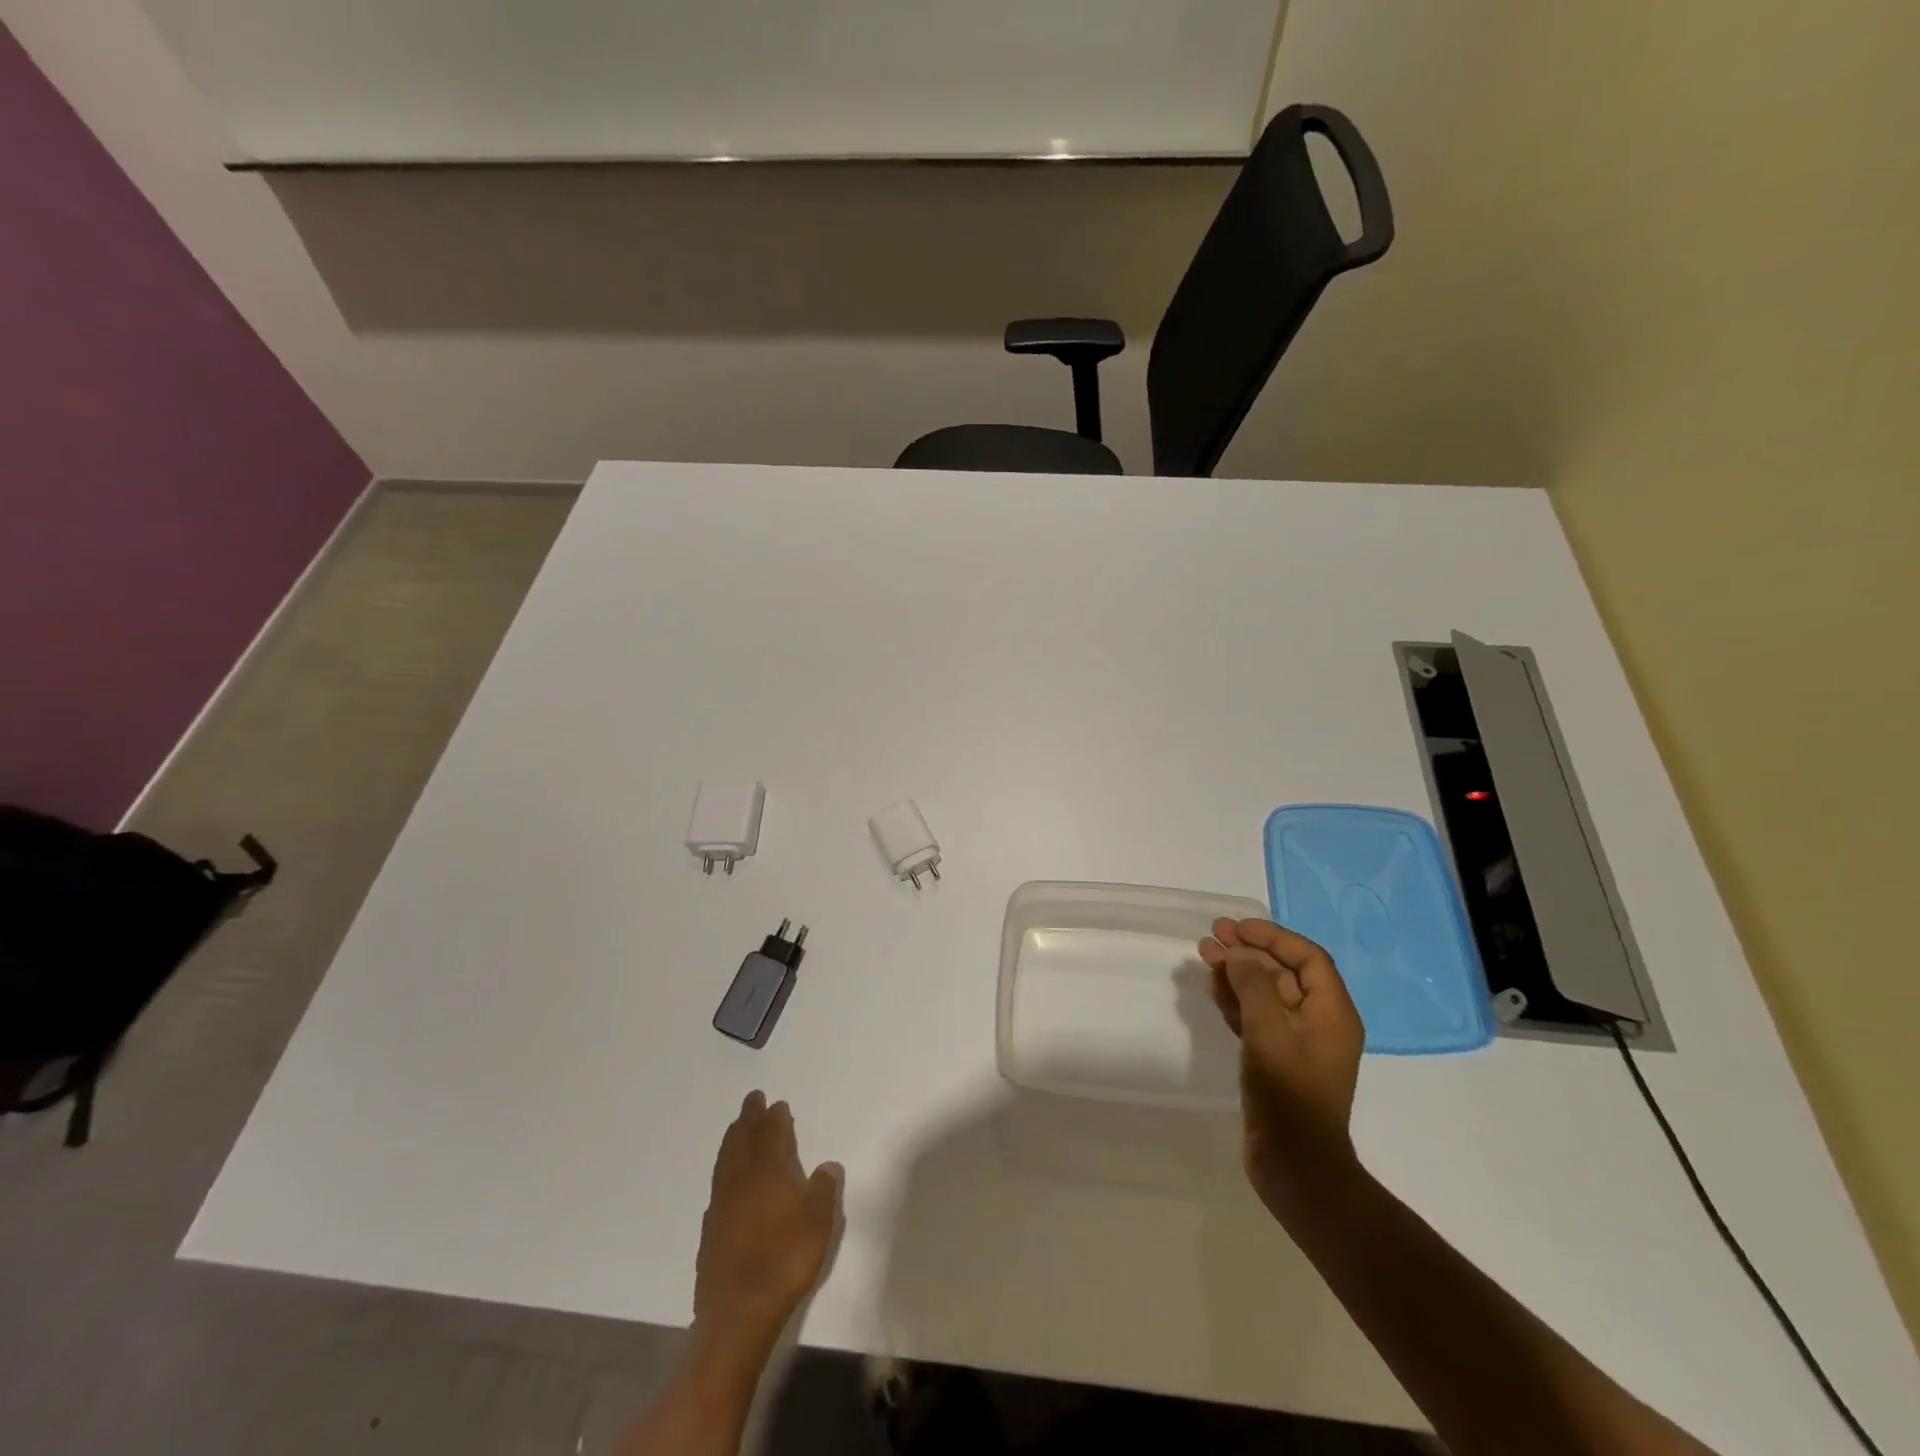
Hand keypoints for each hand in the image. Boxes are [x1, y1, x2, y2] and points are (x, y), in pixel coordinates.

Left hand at [693, 1092, 841, 1357]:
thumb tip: (828, 1165)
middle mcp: (741, 1180)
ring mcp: (721, 1205)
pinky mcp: (710, 1230)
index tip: (777, 1104)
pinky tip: (728, 1178)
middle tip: (752, 1100)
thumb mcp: (818, 1223)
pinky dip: (724, 1169)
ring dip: (733, 1139)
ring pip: (726, 1160)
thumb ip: (823, 1190)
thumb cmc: (784, 1261)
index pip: (771, 1134)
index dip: (775, 1118)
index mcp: (768, 1172)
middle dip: (748, 1118)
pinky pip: (718, 1184)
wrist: (738, 1313)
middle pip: (742, 1140)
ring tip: (737, 1129)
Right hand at [1199, 918, 1364, 1216]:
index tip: (1237, 929)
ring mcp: (1296, 1042)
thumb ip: (1253, 986)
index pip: (1308, 958)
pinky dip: (1235, 999)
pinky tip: (1211, 986)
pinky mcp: (1275, 1059)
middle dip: (1249, 951)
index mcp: (1332, 1013)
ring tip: (1203, 954)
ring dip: (1237, 972)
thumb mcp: (1269, 1032)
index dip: (1273, 937)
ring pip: (1265, 993)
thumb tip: (1238, 955)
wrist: (1295, 1165)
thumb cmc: (1289, 1094)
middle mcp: (1318, 1022)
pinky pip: (1255, 1017)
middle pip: (1283, 972)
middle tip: (1212, 935)